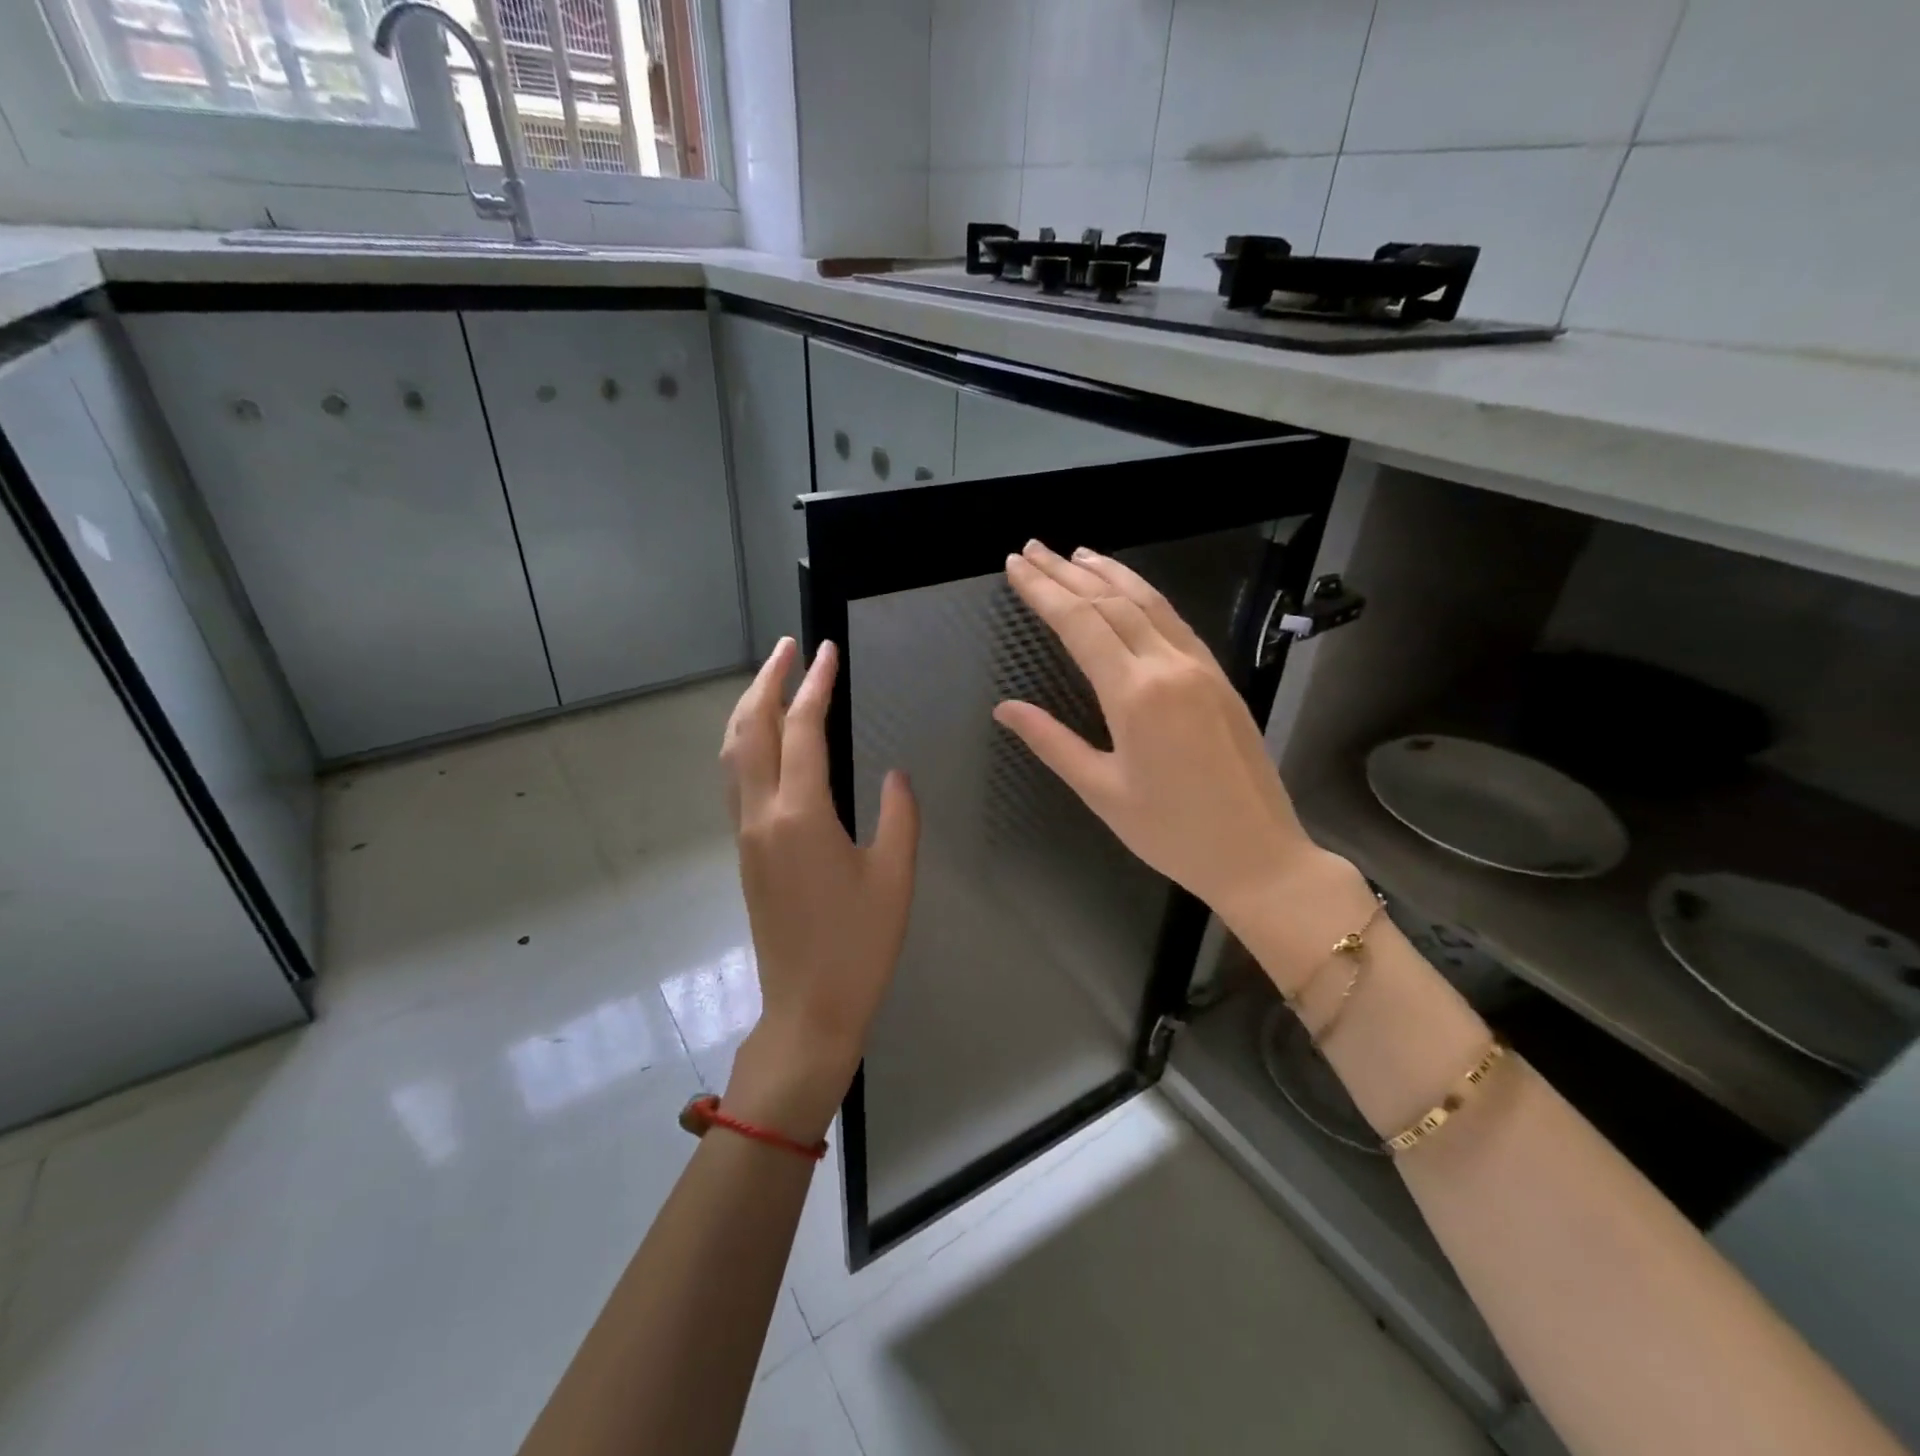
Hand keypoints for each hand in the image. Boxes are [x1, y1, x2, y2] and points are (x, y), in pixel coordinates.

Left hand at [718, 638, 919, 1140]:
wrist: (808, 1008)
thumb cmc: (860, 945)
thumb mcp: (895, 876)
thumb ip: (899, 814)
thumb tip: (895, 772)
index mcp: (801, 815)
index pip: (803, 731)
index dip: (815, 686)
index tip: (826, 650)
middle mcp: (762, 815)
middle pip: (750, 730)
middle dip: (766, 682)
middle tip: (787, 647)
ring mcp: (747, 834)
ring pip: (733, 754)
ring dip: (748, 708)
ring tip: (771, 679)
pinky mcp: (746, 852)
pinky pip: (736, 780)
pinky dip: (745, 742)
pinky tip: (764, 739)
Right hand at [994, 541, 1362, 982]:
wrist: (1258, 855)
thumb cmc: (1171, 833)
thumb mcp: (1101, 791)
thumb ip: (1051, 741)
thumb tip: (1004, 708)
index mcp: (1135, 695)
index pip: (1080, 623)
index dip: (1044, 590)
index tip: (1015, 564)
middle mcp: (1169, 667)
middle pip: (1111, 602)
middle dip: (1066, 572)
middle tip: (1032, 548)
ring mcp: (1200, 667)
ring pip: (1149, 602)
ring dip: (1109, 572)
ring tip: (1075, 553)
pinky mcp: (1219, 677)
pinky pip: (1174, 621)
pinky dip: (1144, 595)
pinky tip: (1128, 590)